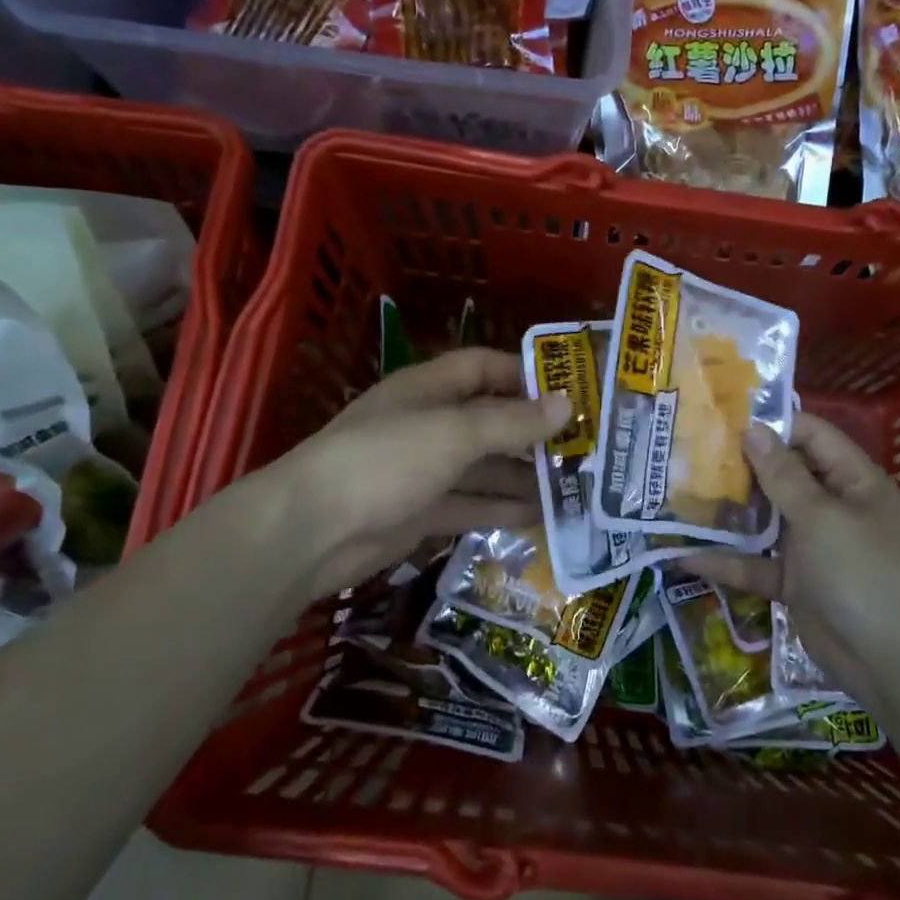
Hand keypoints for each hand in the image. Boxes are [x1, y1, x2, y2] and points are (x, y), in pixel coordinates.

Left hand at [271, 348, 569, 601]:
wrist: (312, 531)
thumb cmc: (385, 460)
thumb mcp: (454, 433)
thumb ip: (511, 422)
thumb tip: (566, 405)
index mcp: (429, 389)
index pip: (484, 367)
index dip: (526, 375)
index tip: (572, 390)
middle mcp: (429, 424)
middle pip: (490, 421)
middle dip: (534, 433)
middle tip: (586, 448)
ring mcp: (424, 471)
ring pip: (485, 467)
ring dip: (525, 476)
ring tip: (576, 487)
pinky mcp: (422, 512)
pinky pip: (472, 505)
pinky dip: (503, 509)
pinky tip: (543, 517)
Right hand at [683, 414, 899, 700]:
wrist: (892, 664)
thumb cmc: (863, 574)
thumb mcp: (822, 518)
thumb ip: (783, 475)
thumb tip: (753, 429)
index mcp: (852, 481)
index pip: (811, 435)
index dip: (772, 423)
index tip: (723, 417)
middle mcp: (831, 506)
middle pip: (782, 475)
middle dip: (739, 466)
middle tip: (689, 451)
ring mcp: (811, 545)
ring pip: (763, 519)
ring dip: (726, 512)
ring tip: (677, 494)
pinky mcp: (793, 581)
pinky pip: (755, 564)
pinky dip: (725, 561)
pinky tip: (683, 555)